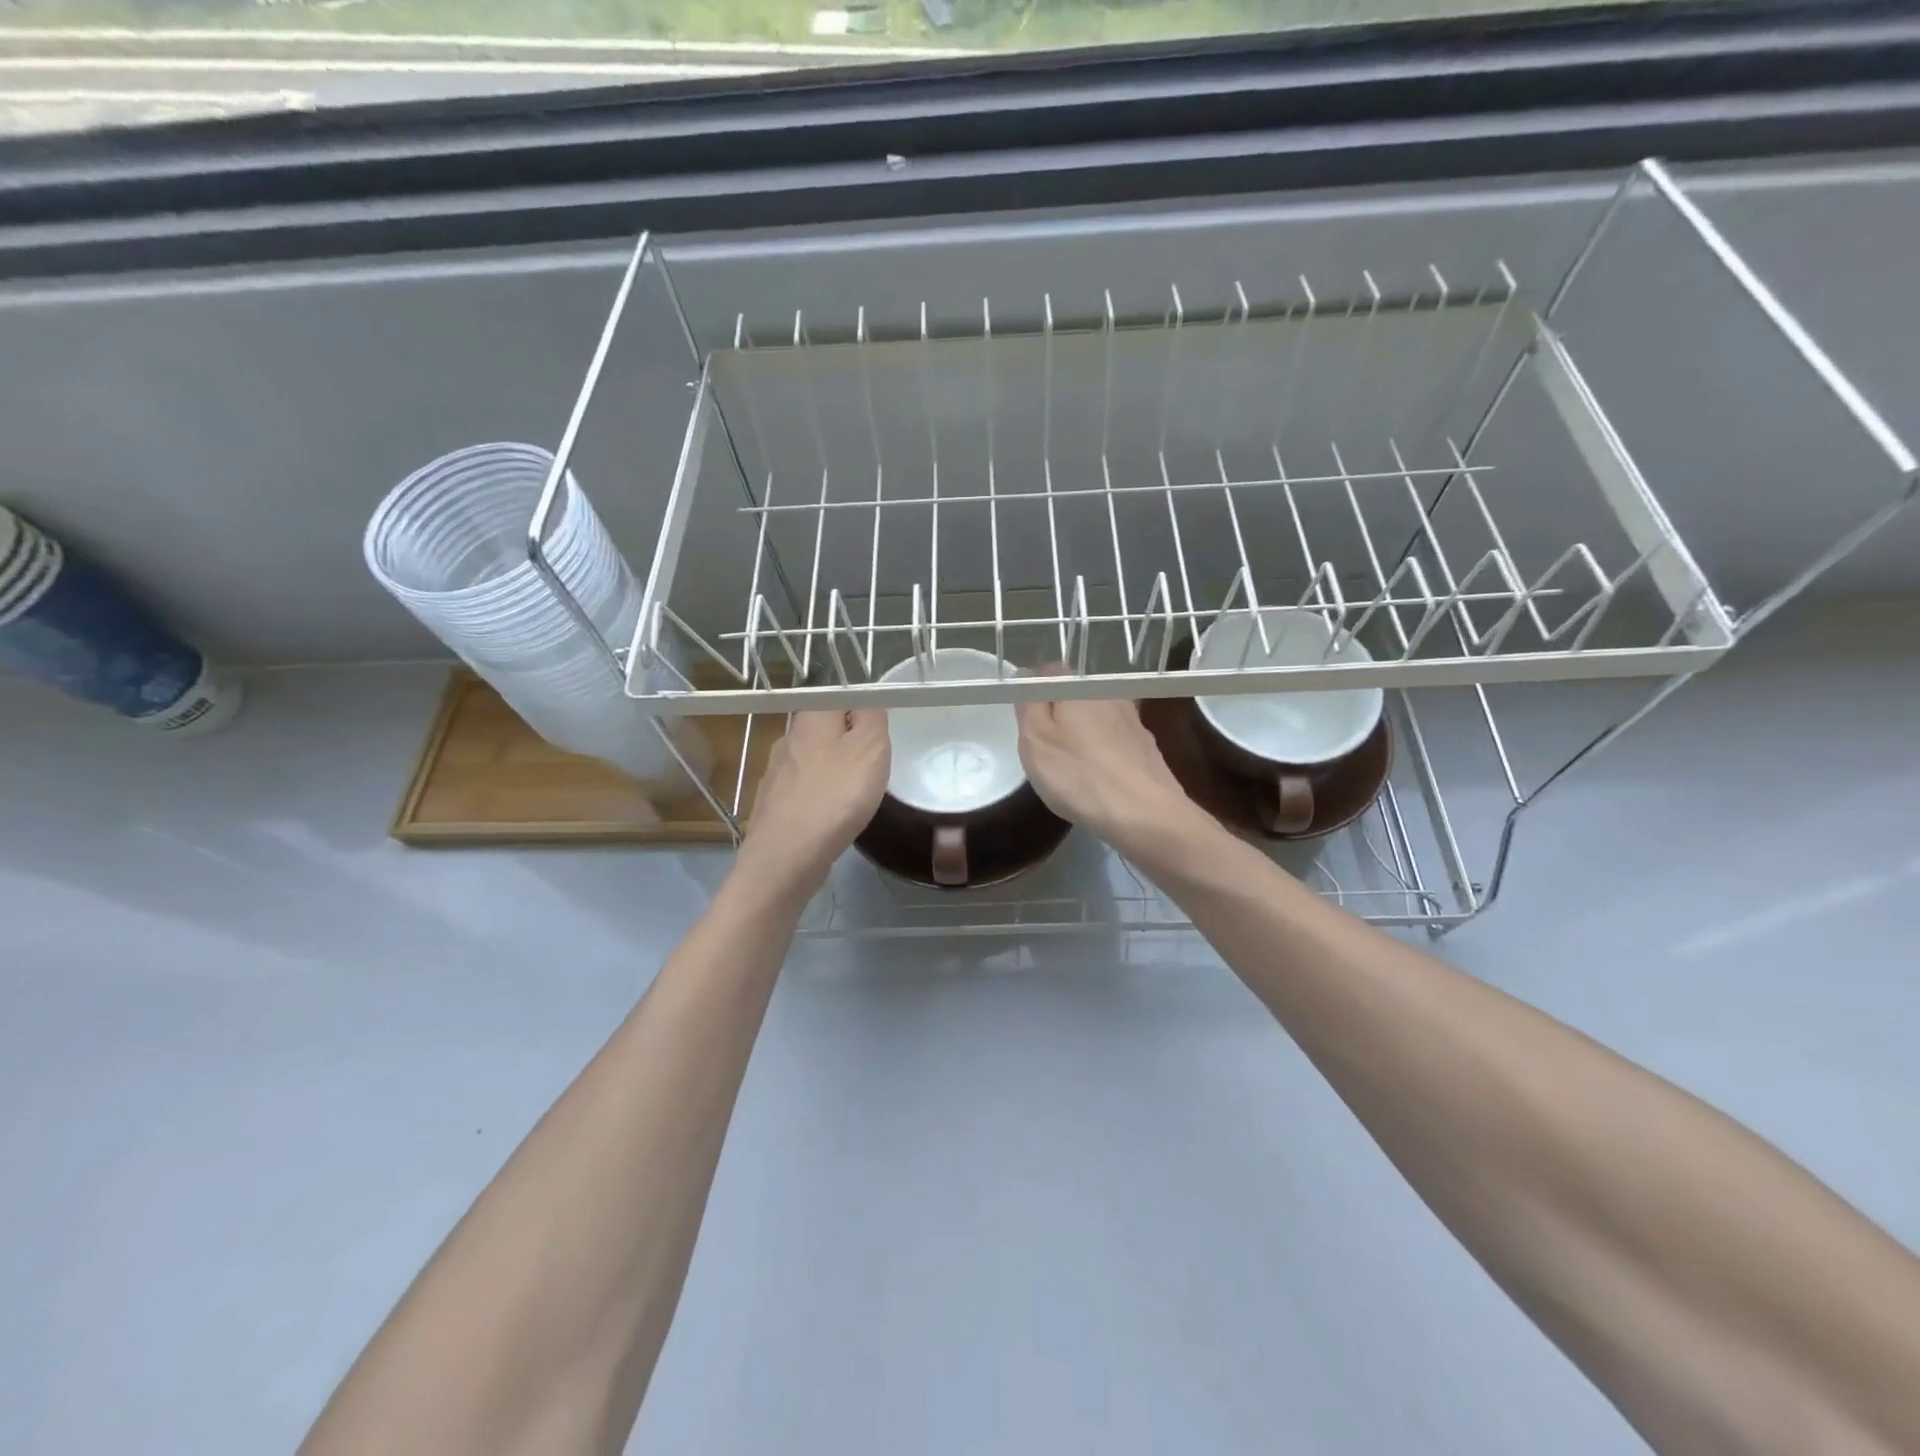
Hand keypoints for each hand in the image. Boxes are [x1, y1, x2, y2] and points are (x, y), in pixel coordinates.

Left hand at [736, 709, 889, 898]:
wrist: (786, 856)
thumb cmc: (836, 795)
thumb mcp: (871, 746)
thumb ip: (872, 715)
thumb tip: (866, 697)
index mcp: (811, 716)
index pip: (841, 695)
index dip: (864, 708)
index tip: (881, 733)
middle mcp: (788, 737)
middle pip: (825, 728)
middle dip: (849, 741)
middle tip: (874, 764)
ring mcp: (776, 771)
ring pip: (814, 759)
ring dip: (834, 769)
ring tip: (856, 792)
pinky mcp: (773, 802)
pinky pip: (804, 789)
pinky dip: (820, 795)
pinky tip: (831, 814)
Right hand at [1015, 684, 1202, 857]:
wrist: (1145, 814)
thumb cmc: (1080, 775)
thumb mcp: (1035, 739)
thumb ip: (1029, 703)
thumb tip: (1027, 676)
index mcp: (1078, 688)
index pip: (1049, 671)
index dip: (1033, 691)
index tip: (1025, 720)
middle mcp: (1109, 694)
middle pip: (1075, 696)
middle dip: (1059, 715)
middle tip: (1045, 750)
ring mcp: (1133, 720)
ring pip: (1097, 719)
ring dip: (1083, 735)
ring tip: (1073, 768)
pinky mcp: (1147, 747)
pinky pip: (1115, 741)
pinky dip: (1104, 754)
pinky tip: (1099, 779)